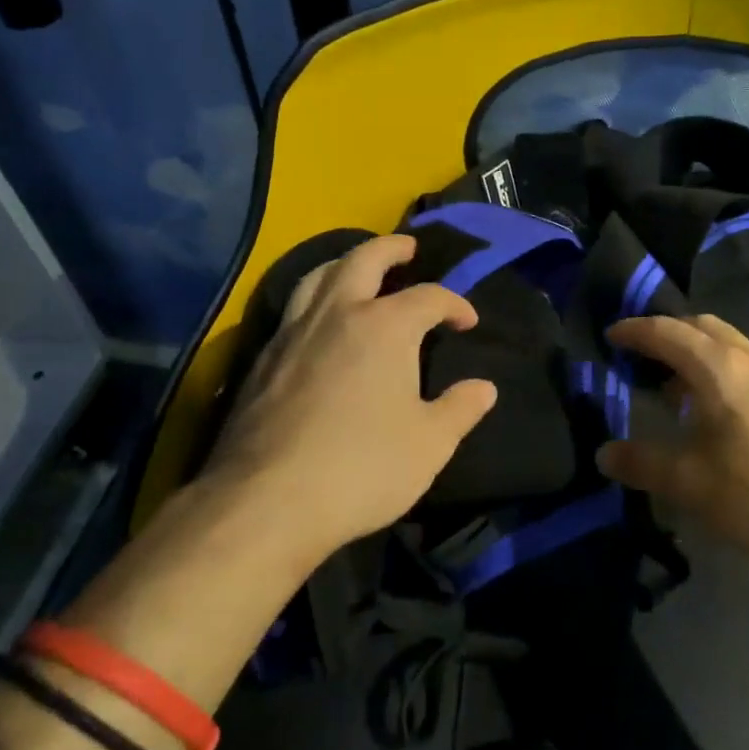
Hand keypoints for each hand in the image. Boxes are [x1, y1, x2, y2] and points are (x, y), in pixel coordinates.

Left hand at [207, 235, 497, 562]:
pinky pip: (293, 308)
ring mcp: (293, 332)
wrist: (266, 501)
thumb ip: (460, 410)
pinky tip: (319, 323)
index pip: (430, 297)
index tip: (468, 321)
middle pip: (364, 260)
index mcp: (385, 327)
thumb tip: (484, 388)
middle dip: (391, 248)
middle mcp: (337, 314)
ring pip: (318, 276)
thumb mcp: (430, 445)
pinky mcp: (263, 358)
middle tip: (409, 248)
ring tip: (359, 270)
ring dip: (345, 263)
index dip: (455, 304)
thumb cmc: (362, 468)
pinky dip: (315, 298)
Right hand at [599, 314, 748, 573]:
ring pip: (726, 344)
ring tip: (671, 388)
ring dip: (694, 353)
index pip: (667, 331)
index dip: (635, 331)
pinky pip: (744, 365)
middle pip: (700, 326)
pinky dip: (718, 371)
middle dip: (666, 333)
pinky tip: (714, 413)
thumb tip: (604, 453)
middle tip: (639, 356)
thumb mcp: (694, 484)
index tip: (610, 336)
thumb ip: (644, 464)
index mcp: (719, 367)